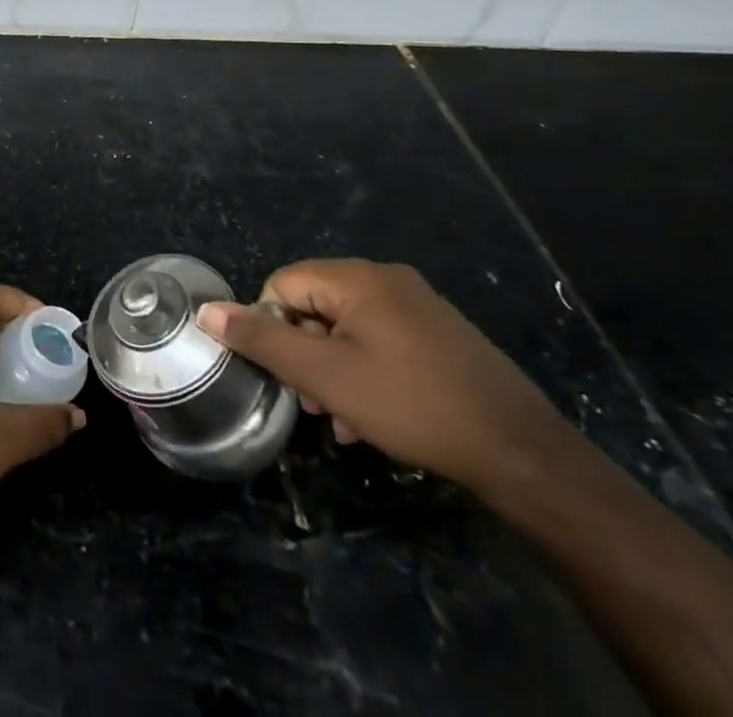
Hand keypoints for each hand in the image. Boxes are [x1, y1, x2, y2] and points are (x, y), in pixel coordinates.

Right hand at [197, 259, 567, 495]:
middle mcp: (387, 279)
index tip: (288, 375)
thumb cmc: (413, 406)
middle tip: (315, 403)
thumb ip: (262, 341)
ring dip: (332, 370)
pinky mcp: (439, 335)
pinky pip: (380, 341)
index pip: (283, 285)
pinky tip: (371, 419)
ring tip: (343, 419)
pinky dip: (365, 372)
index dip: (273, 328)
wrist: (523, 453)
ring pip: (347, 329)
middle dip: (304, 354)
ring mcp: (418, 306)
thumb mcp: (326, 377)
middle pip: (315, 306)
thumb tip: (208, 311)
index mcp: (357, 279)